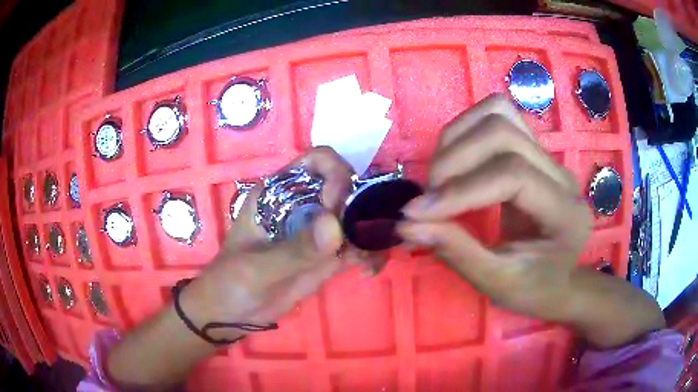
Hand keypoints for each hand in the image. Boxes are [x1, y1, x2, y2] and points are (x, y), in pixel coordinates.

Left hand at [180, 147, 361, 337]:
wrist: (232, 314)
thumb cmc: (231, 282)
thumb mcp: (257, 267)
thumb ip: (295, 249)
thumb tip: (335, 224)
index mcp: (279, 192)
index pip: (318, 162)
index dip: (335, 175)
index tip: (336, 206)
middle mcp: (303, 205)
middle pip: (346, 187)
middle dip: (361, 207)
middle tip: (355, 239)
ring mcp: (318, 232)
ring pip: (357, 217)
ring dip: (371, 233)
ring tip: (368, 260)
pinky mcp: (328, 256)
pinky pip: (358, 246)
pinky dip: (370, 253)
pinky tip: (368, 270)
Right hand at [398, 94, 591, 320]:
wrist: (556, 278)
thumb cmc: (532, 288)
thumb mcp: (495, 282)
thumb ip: (455, 251)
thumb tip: (407, 224)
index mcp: (564, 212)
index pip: (513, 175)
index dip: (461, 189)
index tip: (417, 212)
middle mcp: (561, 173)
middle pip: (502, 132)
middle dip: (454, 161)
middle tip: (427, 198)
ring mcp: (548, 155)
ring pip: (498, 113)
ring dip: (456, 139)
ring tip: (438, 178)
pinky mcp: (532, 148)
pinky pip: (497, 114)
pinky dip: (466, 129)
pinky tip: (455, 159)